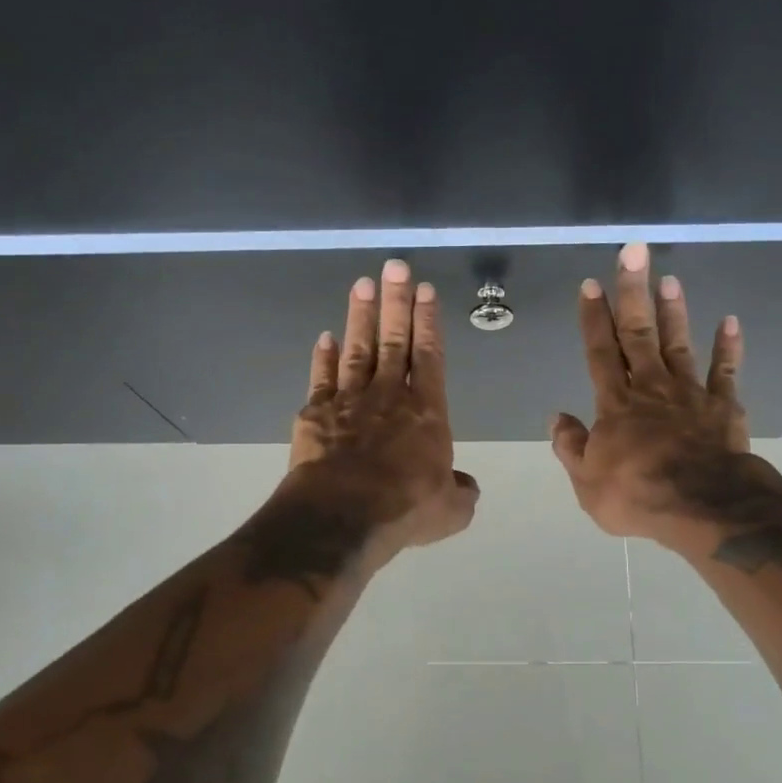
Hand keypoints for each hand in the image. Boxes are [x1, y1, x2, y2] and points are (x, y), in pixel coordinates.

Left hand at [282, 258, 478, 556]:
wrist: (343, 516)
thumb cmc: (405, 509)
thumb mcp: (450, 510)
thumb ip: (460, 492)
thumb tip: (465, 486)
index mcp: (426, 412)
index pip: (429, 355)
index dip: (428, 321)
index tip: (424, 290)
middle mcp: (389, 396)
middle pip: (394, 340)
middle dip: (396, 302)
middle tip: (395, 266)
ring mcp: (349, 401)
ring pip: (358, 349)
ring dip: (361, 316)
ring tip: (362, 284)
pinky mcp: (317, 413)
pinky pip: (322, 377)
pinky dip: (323, 356)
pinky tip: (325, 337)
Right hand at [552, 242, 781, 547]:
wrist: (703, 507)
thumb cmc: (637, 495)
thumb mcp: (587, 481)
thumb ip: (571, 446)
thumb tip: (557, 417)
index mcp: (615, 404)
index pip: (599, 352)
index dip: (593, 317)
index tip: (590, 284)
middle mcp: (650, 387)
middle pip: (638, 333)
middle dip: (632, 292)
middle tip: (634, 252)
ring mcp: (689, 393)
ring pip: (677, 344)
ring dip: (673, 311)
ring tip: (669, 279)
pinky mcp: (723, 406)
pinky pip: (725, 372)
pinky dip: (728, 347)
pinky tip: (730, 321)